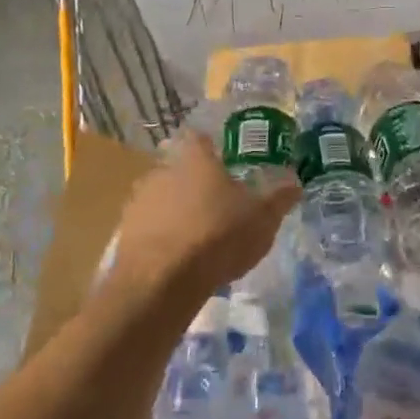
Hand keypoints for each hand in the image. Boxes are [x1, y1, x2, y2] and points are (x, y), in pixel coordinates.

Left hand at [107, 132, 299, 312]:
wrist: (162, 280)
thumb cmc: (218, 236)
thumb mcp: (262, 219)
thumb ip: (279, 198)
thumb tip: (295, 182)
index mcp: (195, 158)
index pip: (200, 138)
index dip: (212, 148)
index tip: (224, 162)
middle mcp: (162, 170)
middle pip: (179, 168)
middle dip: (195, 183)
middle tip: (216, 204)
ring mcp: (139, 200)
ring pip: (161, 197)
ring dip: (175, 210)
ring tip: (196, 235)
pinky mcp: (125, 231)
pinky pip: (148, 226)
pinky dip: (161, 235)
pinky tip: (176, 256)